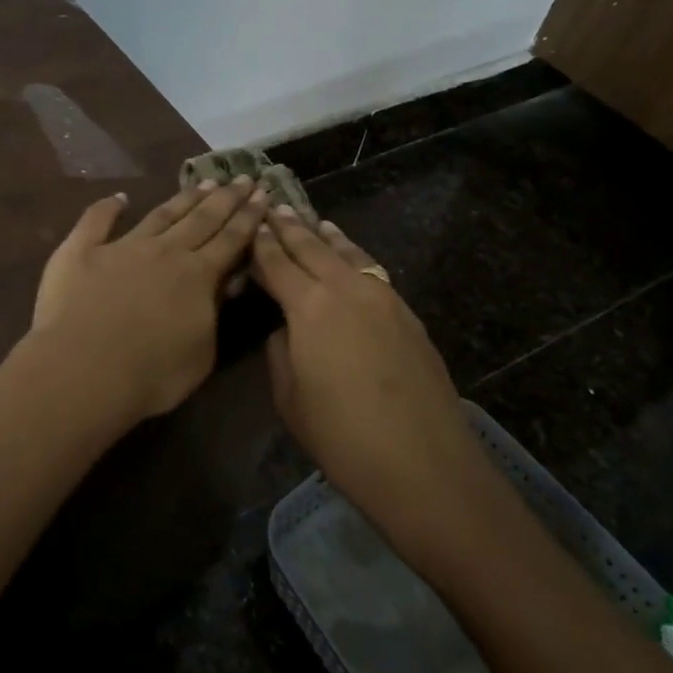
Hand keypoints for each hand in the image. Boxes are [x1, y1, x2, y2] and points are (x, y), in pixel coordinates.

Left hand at [29, 177, 267, 424]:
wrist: (83, 369)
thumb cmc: (150, 375)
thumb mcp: (202, 354)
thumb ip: (214, 315)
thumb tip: (223, 285)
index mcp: (197, 275)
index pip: (231, 240)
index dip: (249, 217)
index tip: (263, 193)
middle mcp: (164, 251)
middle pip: (202, 219)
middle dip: (226, 198)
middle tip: (243, 177)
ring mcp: (121, 246)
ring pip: (161, 214)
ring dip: (184, 197)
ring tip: (204, 181)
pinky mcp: (81, 251)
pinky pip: (96, 221)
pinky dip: (108, 206)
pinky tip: (119, 197)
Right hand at [250, 208, 483, 537]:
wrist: (424, 465)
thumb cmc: (342, 437)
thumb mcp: (290, 397)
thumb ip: (281, 350)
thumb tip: (287, 327)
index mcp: (309, 306)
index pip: (277, 263)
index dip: (260, 244)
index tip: (249, 225)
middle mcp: (346, 289)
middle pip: (312, 248)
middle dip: (290, 228)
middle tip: (273, 207)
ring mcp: (383, 298)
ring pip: (348, 254)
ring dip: (326, 237)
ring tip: (313, 221)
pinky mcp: (408, 315)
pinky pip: (372, 272)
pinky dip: (355, 257)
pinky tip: (352, 258)